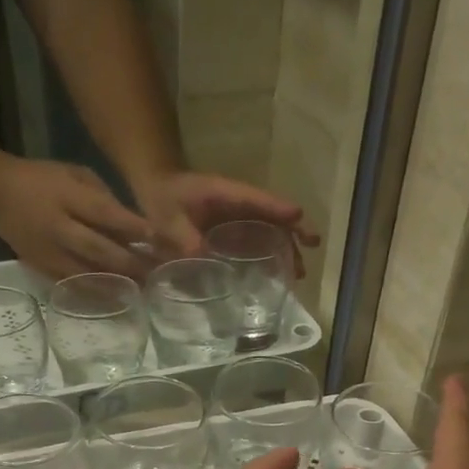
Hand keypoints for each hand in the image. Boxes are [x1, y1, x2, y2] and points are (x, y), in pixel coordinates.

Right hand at [0, 158, 154, 277]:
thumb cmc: (42, 180)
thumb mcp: (74, 174)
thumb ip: (103, 197)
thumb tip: (133, 225)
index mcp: (67, 197)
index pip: (104, 213)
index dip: (131, 227)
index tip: (157, 238)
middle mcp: (59, 227)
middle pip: (99, 249)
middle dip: (130, 262)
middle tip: (157, 273)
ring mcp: (50, 252)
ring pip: (88, 272)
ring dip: (117, 282)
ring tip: (143, 288)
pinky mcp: (43, 269)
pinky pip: (73, 284)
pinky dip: (96, 292)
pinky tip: (116, 297)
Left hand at [135, 170, 320, 270]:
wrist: (157, 192)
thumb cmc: (163, 199)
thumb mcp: (168, 218)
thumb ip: (184, 237)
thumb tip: (202, 258)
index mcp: (226, 194)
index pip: (257, 200)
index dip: (277, 208)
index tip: (297, 216)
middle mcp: (239, 205)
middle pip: (273, 216)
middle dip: (293, 232)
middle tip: (310, 250)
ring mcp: (239, 218)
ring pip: (270, 231)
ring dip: (286, 250)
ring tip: (298, 274)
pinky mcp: (234, 232)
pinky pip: (257, 242)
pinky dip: (270, 256)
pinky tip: (277, 276)